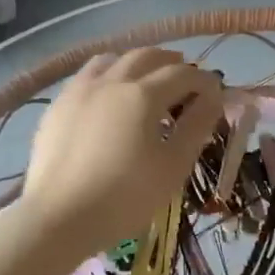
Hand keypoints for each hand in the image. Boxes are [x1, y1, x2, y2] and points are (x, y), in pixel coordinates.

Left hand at [19, 49, 222, 254]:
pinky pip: (87, 75)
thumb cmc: (124, 197)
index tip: (216, 91)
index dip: (204, 80)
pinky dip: (108, 73)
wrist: (58, 218)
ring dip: (137, 62)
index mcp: (143, 95)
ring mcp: (80, 90)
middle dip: (172, 62)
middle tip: (186, 78)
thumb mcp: (172, 166)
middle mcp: (112, 81)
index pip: (183, 75)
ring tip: (147, 77)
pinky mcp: (58, 106)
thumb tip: (214, 97)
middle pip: (147, 56)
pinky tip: (108, 93)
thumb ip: (196, 126)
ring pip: (113, 59)